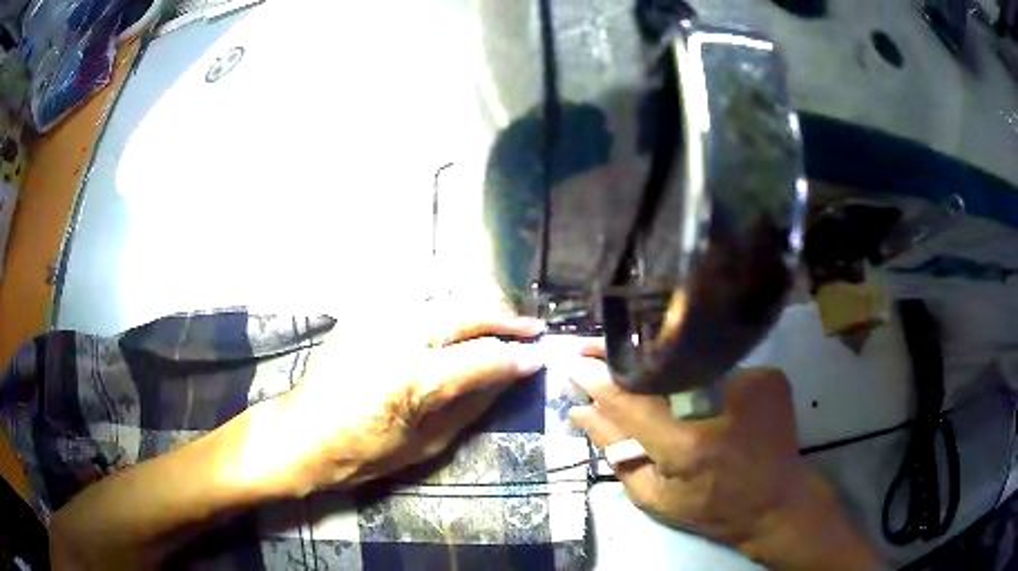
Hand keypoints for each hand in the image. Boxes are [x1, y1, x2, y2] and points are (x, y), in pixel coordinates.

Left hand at [234, 312, 545, 496]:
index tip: (539, 358)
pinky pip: (417, 296)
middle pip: (468, 311)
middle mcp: (397, 334)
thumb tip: (507, 377)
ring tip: (502, 320)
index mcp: (413, 377)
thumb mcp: (426, 444)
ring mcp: (377, 316)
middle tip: (532, 329)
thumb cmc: (363, 454)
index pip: (484, 356)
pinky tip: (459, 315)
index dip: (518, 357)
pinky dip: (447, 302)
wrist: (303, 434)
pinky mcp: (364, 313)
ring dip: (480, 305)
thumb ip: (471, 405)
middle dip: (506, 319)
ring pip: (445, 295)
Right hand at [569, 346, 884, 570]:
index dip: (599, 380)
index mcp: (686, 445)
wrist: (777, 500)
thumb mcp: (655, 496)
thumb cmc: (712, 508)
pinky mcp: (769, 376)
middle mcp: (720, 404)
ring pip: (690, 362)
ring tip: (641, 368)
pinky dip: (700, 372)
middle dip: (623, 358)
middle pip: (659, 369)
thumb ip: (616, 453)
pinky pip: (720, 365)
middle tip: (593, 350)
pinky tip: (694, 385)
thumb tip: (580, 411)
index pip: (630, 401)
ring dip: (661, 364)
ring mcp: (751, 382)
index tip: (574, 364)